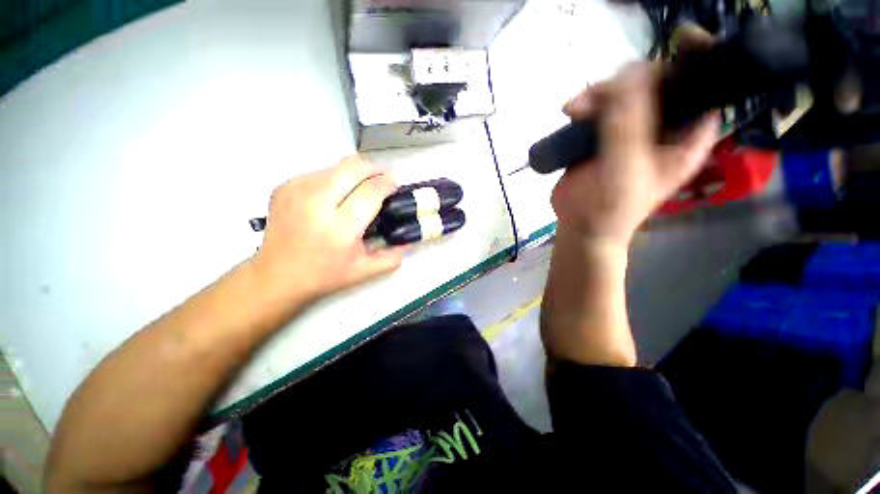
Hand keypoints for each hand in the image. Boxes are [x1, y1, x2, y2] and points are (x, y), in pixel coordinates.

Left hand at [252, 156, 404, 305]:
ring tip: (357, 191)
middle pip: (354, 166)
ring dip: (354, 174)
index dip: (387, 183)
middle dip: (374, 169)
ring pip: (338, 165)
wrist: (276, 275)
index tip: (394, 185)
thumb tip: (409, 239)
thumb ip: (392, 257)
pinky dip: (334, 179)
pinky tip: (334, 197)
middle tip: (380, 181)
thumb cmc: (324, 275)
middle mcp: (317, 202)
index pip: (371, 190)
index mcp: (340, 227)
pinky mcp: (285, 185)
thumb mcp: (363, 271)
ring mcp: (297, 189)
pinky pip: (320, 171)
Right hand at [552, 63, 718, 246]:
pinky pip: (598, 107)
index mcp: (685, 135)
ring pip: (622, 91)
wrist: (581, 226)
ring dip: (598, 93)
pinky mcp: (602, 135)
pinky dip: (584, 104)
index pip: (702, 85)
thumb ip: (628, 126)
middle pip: (656, 81)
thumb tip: (627, 75)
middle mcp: (662, 126)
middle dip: (628, 80)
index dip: (695, 60)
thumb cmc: (611, 207)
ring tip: (573, 109)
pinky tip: (569, 112)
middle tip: (598, 96)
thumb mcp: (625, 169)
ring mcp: (629, 129)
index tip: (675, 43)